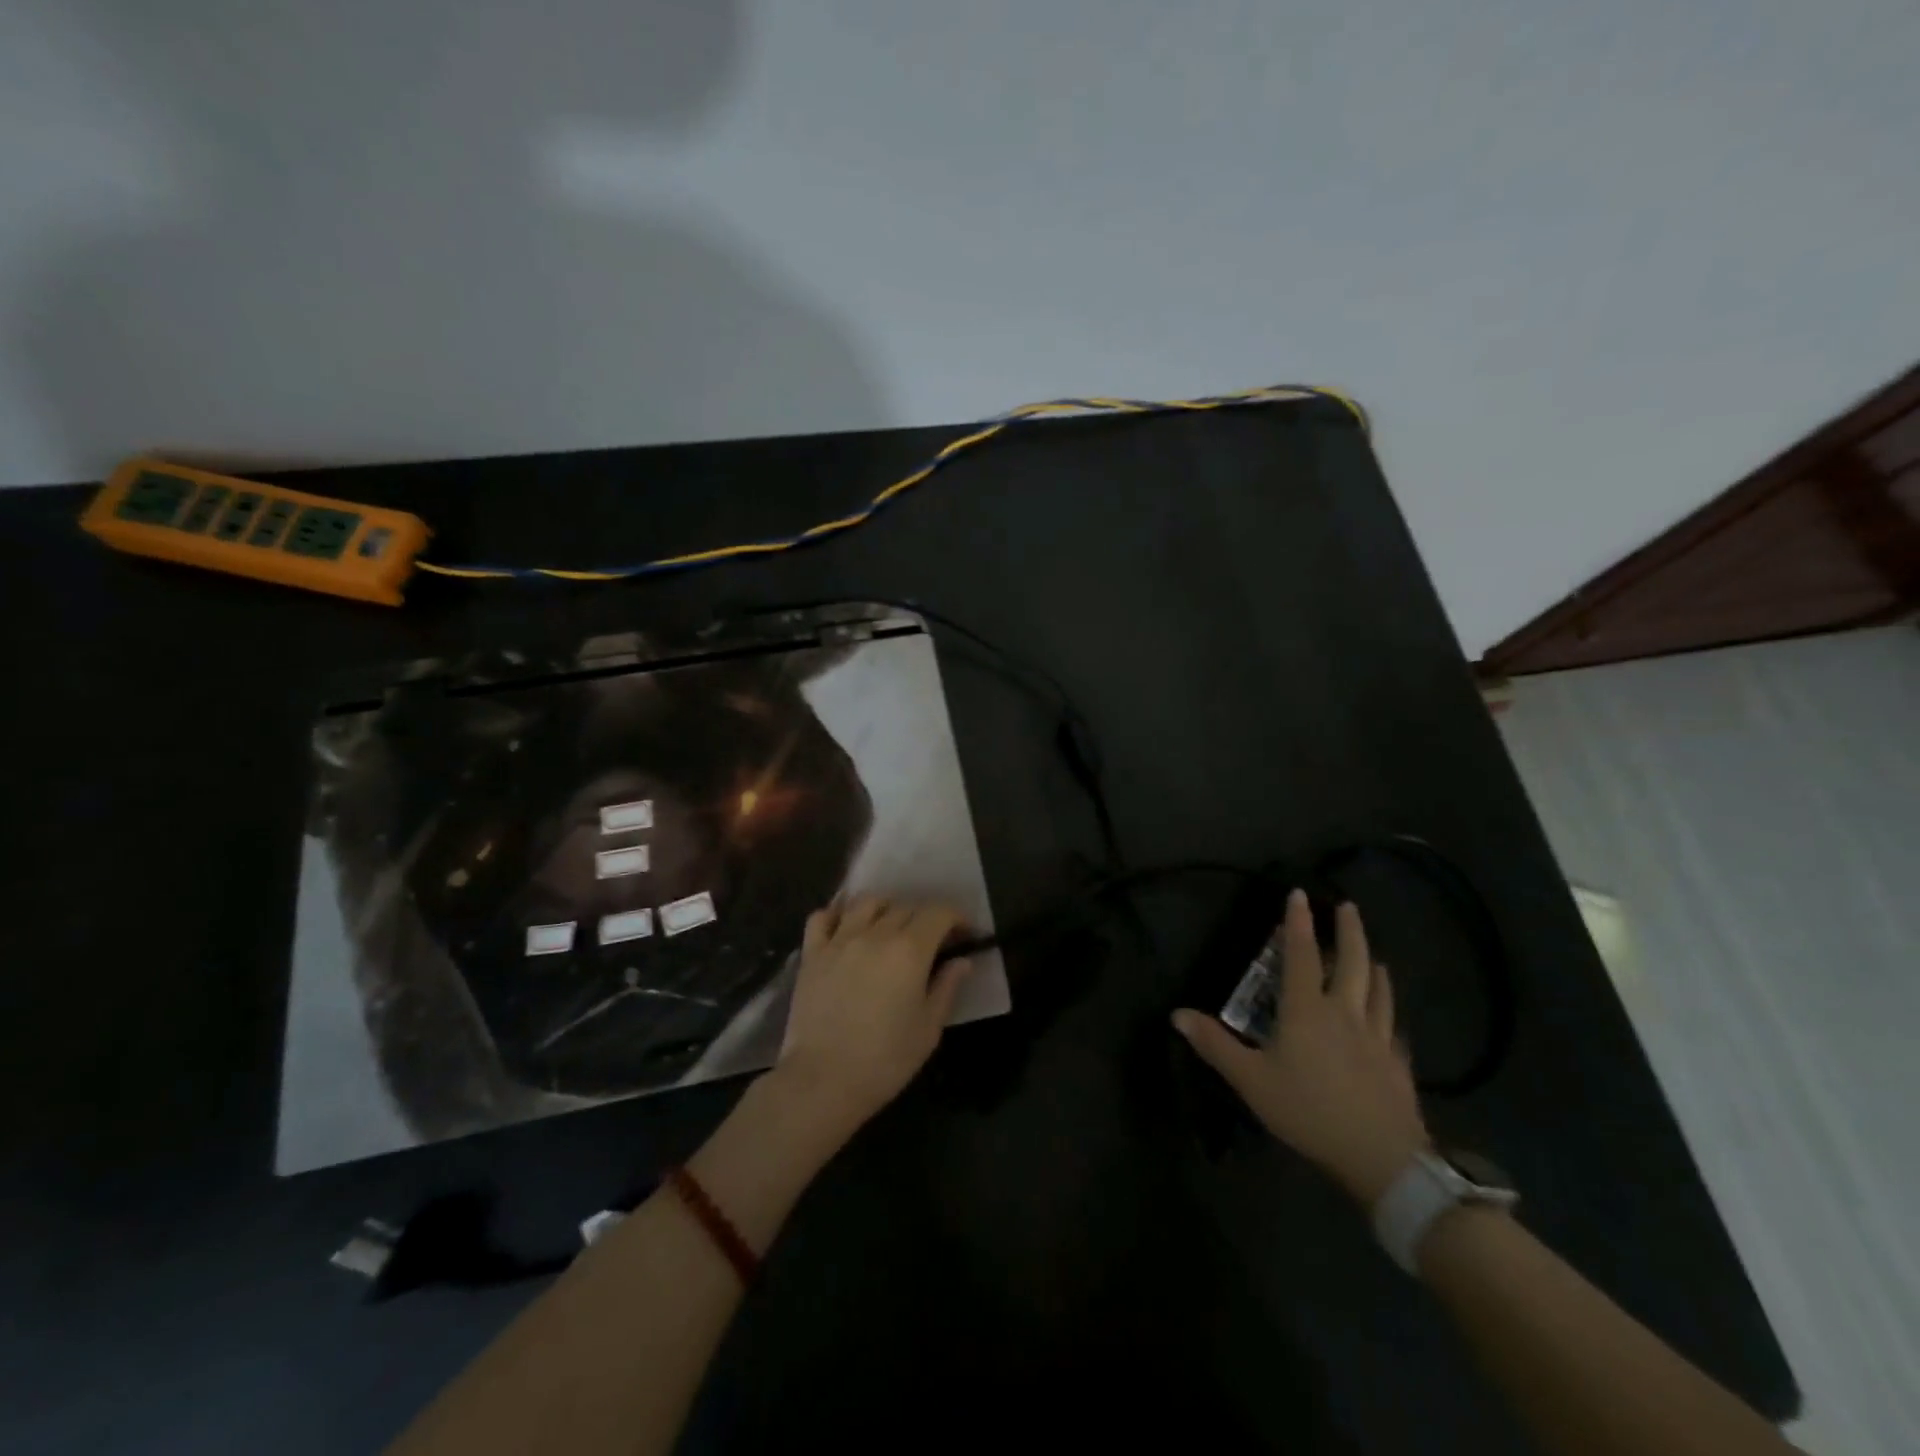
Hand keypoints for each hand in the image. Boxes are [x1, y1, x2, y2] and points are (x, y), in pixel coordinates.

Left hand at [773, 896, 973, 1134]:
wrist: (823, 1081)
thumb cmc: (885, 1060)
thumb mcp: (929, 1029)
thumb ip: (947, 987)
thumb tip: (962, 961)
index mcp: (910, 950)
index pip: (939, 913)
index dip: (956, 918)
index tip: (965, 934)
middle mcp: (875, 933)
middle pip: (906, 907)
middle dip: (925, 918)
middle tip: (931, 941)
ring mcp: (839, 940)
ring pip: (867, 903)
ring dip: (885, 910)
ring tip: (889, 930)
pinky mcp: (812, 953)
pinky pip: (823, 917)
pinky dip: (837, 916)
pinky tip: (846, 931)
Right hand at [1174, 890, 1429, 1206]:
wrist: (1380, 1156)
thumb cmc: (1308, 1111)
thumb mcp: (1251, 1080)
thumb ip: (1215, 1045)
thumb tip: (1177, 1014)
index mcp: (1307, 1011)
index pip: (1300, 956)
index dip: (1298, 923)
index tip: (1299, 894)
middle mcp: (1344, 1013)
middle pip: (1351, 963)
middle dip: (1349, 931)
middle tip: (1348, 906)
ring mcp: (1375, 1037)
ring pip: (1378, 990)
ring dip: (1373, 966)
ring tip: (1373, 954)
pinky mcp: (1396, 1063)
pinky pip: (1392, 1025)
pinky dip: (1388, 1009)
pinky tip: (1389, 1016)